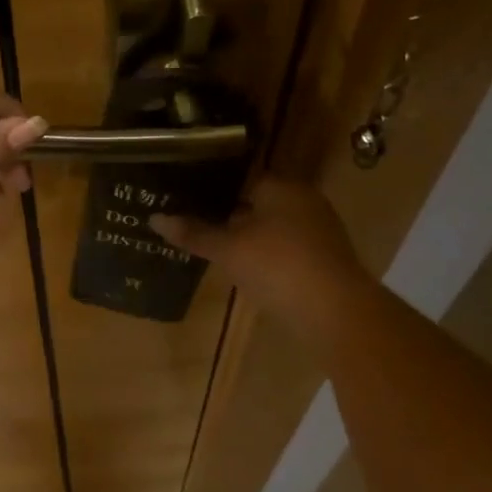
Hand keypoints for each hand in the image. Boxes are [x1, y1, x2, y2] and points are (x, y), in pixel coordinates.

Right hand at [151, 177, 373, 326]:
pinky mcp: (323, 259)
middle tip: (192, 222)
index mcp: (281, 186)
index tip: (183, 197)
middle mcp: (303, 200)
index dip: (209, 187)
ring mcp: (318, 230)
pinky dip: (263, 254)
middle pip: (255, 201)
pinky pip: (284, 247)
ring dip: (245, 235)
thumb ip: (193, 232)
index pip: (239, 177)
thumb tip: (154, 219)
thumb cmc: (278, 266)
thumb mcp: (228, 249)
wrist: (337, 314)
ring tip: (211, 245)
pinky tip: (242, 267)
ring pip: (270, 226)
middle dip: (226, 213)